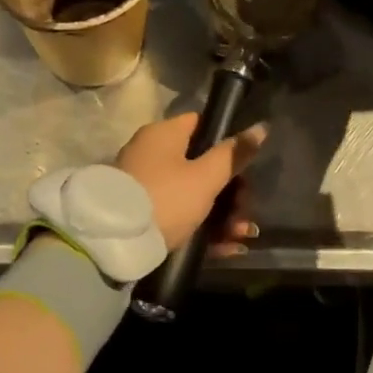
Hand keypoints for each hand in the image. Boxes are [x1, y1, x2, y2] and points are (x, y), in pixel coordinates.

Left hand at [115, 113, 266, 253]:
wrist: (111, 245)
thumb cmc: (165, 199)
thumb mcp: (205, 178)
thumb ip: (233, 155)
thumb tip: (261, 127)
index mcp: (163, 135)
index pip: (201, 125)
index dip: (226, 141)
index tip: (247, 165)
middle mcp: (151, 155)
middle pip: (200, 164)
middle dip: (231, 190)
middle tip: (248, 209)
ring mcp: (144, 186)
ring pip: (192, 195)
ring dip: (222, 214)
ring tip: (243, 235)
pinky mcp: (141, 216)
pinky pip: (179, 216)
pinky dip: (203, 229)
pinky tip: (228, 248)